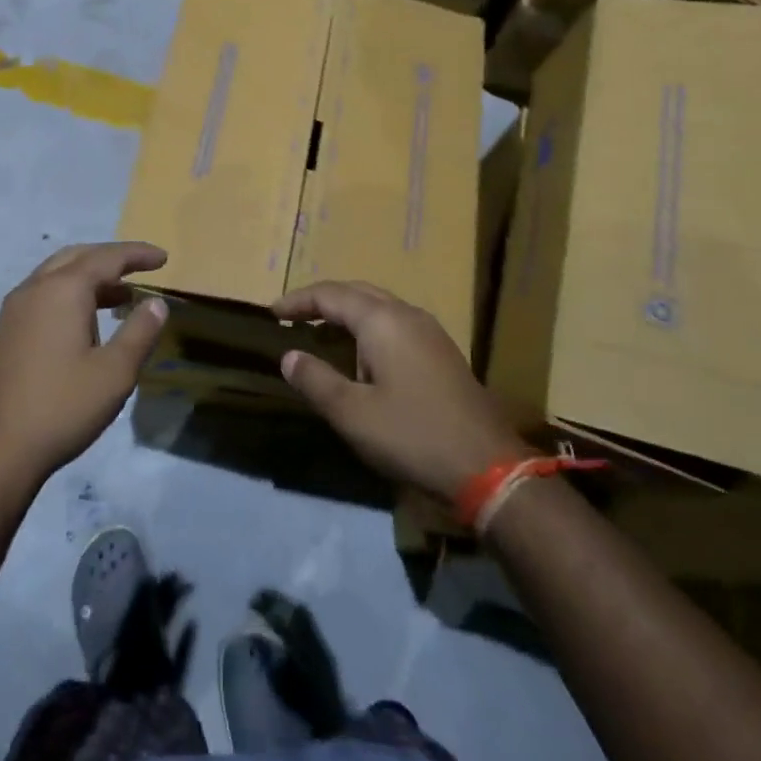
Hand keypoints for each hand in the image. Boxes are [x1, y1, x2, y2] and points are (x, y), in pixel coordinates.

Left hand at [0, 242, 169, 489]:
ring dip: (90, 277)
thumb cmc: (62, 407)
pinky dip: (70, 293)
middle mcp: (35, 288)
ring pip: (57, 274)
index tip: (164, 258)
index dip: (138, 254)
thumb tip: (156, 303)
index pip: (107, 257)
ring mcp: (14, 310)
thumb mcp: (115, 372)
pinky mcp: (5, 332)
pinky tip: (85, 322)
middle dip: (111, 258)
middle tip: (141, 269)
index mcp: (63, 290)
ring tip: (120, 297)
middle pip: (78, 256)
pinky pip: (43, 294)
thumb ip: (140, 331)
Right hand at [273, 280, 528, 503]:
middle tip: (293, 317)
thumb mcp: (352, 414)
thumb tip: (289, 356)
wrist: (489, 468)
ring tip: (321, 333)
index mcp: (382, 321)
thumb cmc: (413, 435)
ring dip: (347, 314)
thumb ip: (315, 380)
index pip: (330, 295)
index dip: (298, 301)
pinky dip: (368, 327)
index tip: (271, 313)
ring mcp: (429, 332)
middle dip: (322, 301)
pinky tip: (360, 355)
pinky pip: (395, 323)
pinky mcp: (442, 352)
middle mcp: (407, 315)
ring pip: (379, 307)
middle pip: (357, 292)